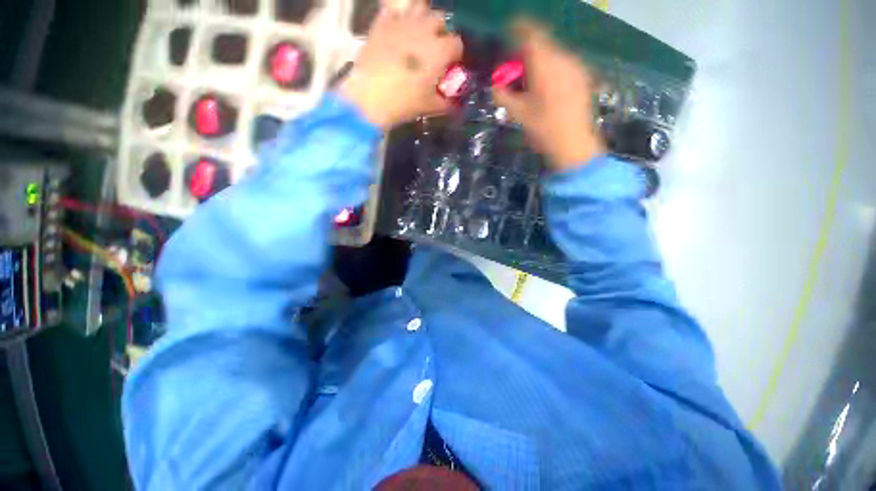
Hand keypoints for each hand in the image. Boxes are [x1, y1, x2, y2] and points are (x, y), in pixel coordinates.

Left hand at [340, 0, 462, 128]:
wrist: (371, 97)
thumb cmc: (405, 102)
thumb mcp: (430, 107)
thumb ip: (446, 103)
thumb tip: (455, 105)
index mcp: (440, 50)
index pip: (457, 43)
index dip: (456, 54)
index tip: (451, 65)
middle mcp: (425, 29)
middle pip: (440, 19)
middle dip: (441, 32)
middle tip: (435, 49)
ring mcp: (402, 23)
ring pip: (419, 7)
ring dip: (423, 18)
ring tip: (418, 34)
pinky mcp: (381, 23)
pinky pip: (393, 11)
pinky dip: (397, 18)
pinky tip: (396, 31)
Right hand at [493, 21, 606, 170]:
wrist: (573, 144)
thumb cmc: (543, 129)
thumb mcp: (518, 114)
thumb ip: (503, 96)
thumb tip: (494, 86)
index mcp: (545, 64)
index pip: (531, 34)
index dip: (518, 28)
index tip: (508, 30)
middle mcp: (563, 58)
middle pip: (543, 44)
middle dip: (527, 51)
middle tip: (516, 67)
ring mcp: (576, 67)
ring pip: (554, 54)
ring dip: (540, 61)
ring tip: (531, 80)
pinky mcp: (583, 77)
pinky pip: (563, 64)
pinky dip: (551, 68)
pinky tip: (547, 87)